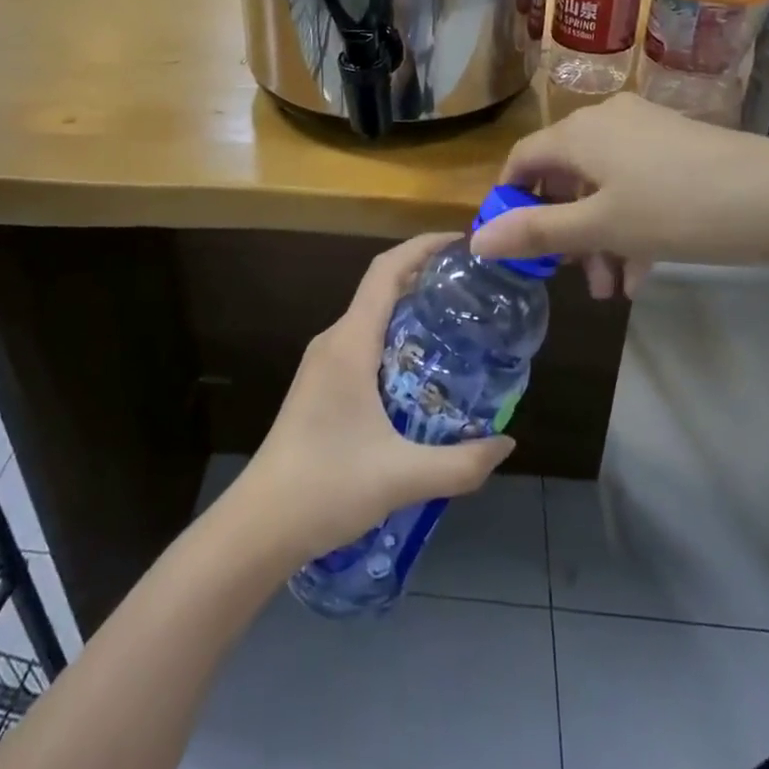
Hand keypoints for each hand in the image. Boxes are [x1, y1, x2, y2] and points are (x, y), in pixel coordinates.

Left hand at [236, 234, 515, 561]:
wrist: (260, 525)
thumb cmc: (327, 487)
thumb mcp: (403, 477)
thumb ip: (462, 463)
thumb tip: (507, 443)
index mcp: (350, 343)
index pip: (385, 271)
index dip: (421, 247)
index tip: (460, 243)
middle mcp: (334, 340)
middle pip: (381, 288)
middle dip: (424, 277)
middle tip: (472, 287)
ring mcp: (323, 361)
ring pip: (371, 316)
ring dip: (409, 309)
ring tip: (456, 322)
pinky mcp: (320, 383)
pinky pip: (362, 340)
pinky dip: (394, 336)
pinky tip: (421, 368)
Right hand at [468, 93, 768, 294]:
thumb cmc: (677, 209)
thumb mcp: (600, 227)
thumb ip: (536, 232)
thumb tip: (477, 240)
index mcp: (578, 133)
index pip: (522, 160)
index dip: (510, 201)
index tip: (514, 244)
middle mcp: (605, 121)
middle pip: (564, 176)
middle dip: (563, 231)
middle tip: (573, 277)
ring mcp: (645, 131)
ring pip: (602, 186)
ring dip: (598, 236)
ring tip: (611, 288)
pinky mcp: (677, 146)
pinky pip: (635, 184)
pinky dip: (629, 223)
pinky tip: (641, 271)